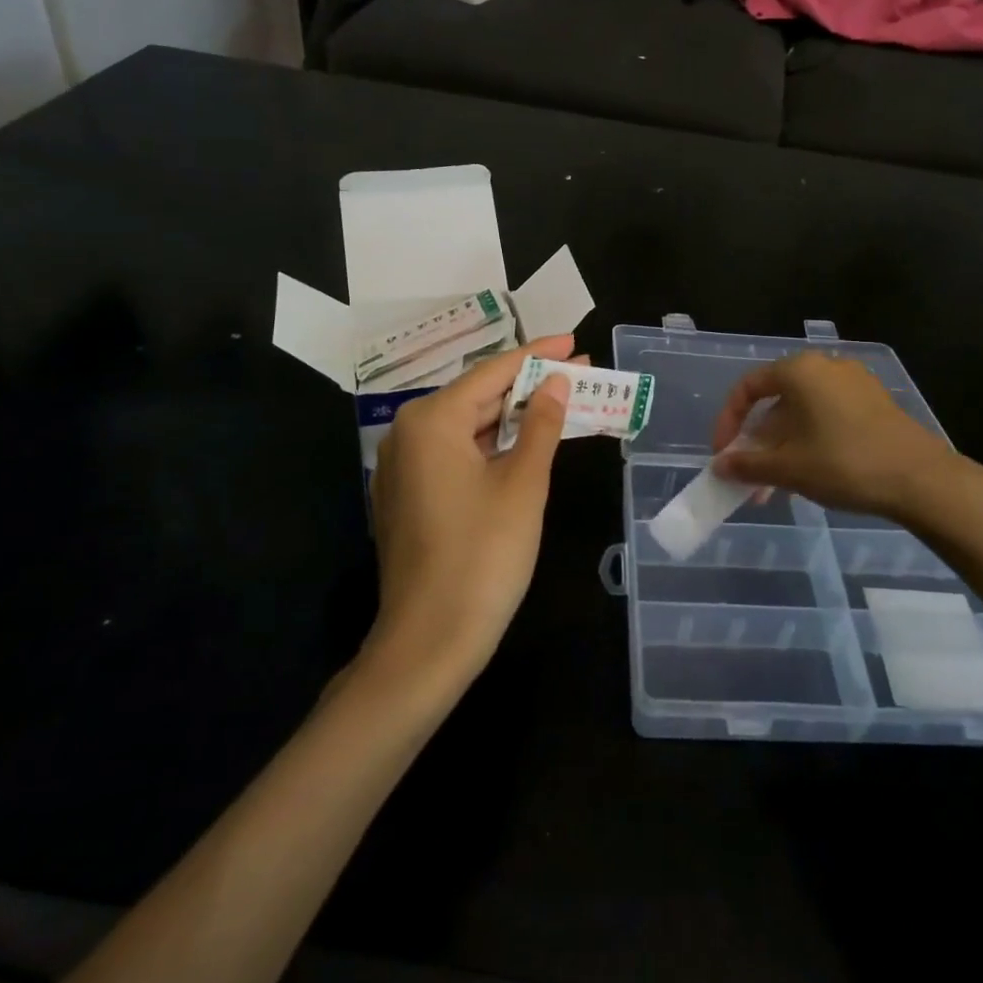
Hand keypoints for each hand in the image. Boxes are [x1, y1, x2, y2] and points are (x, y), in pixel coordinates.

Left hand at [365, 336, 574, 686]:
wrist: (428, 642)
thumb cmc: (483, 556)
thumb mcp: (523, 485)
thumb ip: (541, 425)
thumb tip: (555, 383)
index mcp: (432, 421)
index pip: (493, 372)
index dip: (537, 354)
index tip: (572, 340)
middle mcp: (408, 434)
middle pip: (478, 396)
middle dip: (529, 386)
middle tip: (578, 374)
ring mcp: (403, 467)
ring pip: (467, 426)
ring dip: (513, 417)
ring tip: (560, 404)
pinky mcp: (408, 496)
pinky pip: (455, 453)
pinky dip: (492, 445)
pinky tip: (524, 444)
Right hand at [711, 352, 982, 545]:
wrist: (922, 480)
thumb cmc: (845, 464)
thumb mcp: (788, 467)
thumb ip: (747, 464)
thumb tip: (719, 466)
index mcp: (799, 370)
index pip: (748, 388)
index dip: (728, 422)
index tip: (724, 455)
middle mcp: (825, 366)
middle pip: (775, 401)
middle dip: (757, 442)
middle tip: (749, 477)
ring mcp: (853, 383)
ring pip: (802, 412)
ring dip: (782, 446)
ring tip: (775, 487)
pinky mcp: (874, 402)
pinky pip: (827, 416)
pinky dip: (809, 440)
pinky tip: (808, 474)